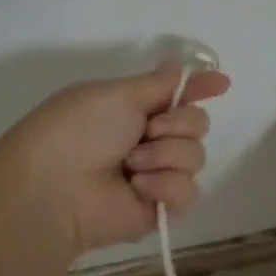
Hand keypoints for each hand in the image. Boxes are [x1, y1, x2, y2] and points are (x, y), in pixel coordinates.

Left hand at [0, 65, 231, 256]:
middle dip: (178, 124)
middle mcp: (149, 140)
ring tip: (132, 166)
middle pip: (197, 124)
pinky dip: (165, 185)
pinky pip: (189, 191)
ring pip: (196, 156)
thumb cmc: (77, 130)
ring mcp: (157, 175)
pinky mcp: (161, 208)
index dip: (200, 88)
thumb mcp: (116, 94)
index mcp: (134, 110)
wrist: (54, 188)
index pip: (178, 96)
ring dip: (165, 155)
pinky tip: (138, 188)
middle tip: (147, 131)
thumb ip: (159, 84)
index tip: (221, 84)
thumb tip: (180, 66)